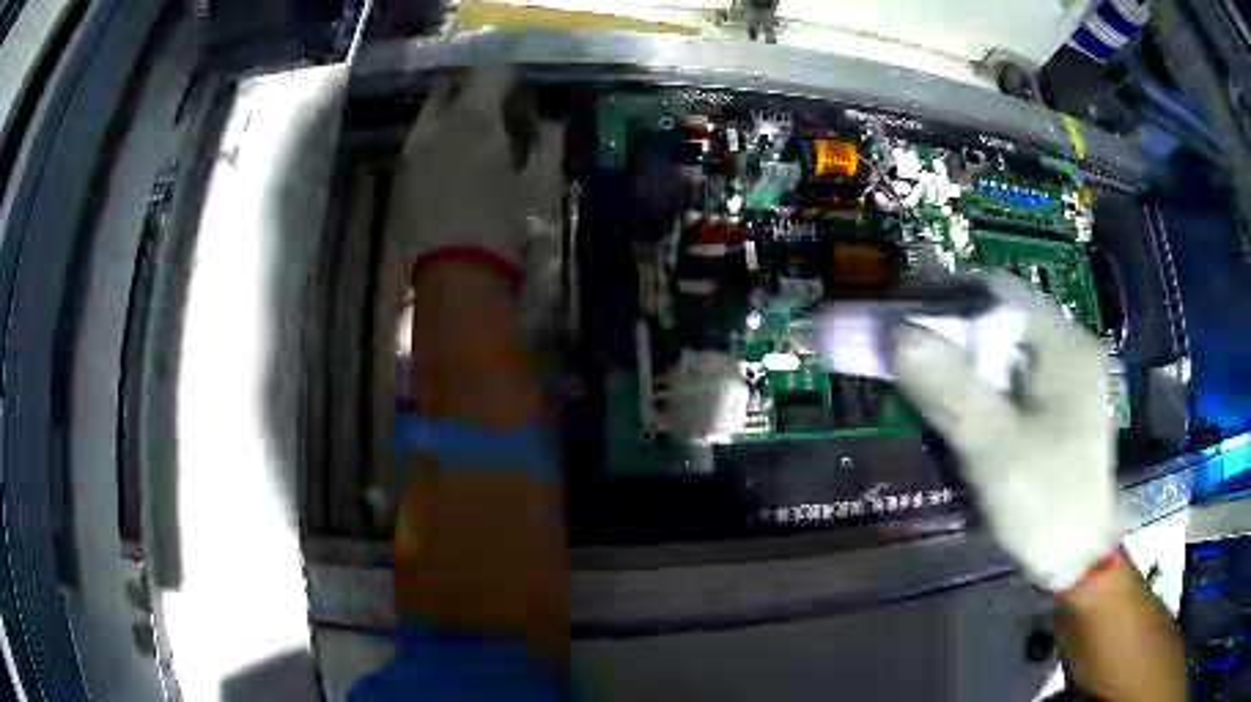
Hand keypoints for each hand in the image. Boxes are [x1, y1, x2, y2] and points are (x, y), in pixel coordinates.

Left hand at [387, 67, 539, 279]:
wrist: (457, 277)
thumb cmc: (502, 226)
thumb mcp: (530, 179)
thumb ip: (526, 141)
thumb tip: (524, 128)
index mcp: (473, 118)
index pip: (490, 73)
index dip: (508, 81)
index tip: (519, 99)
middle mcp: (434, 125)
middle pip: (450, 86)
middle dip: (472, 92)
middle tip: (493, 113)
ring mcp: (411, 151)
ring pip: (430, 116)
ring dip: (452, 118)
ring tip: (471, 143)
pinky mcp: (400, 177)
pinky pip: (419, 145)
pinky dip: (437, 144)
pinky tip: (451, 169)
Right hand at [892, 276, 1119, 590]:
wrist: (1078, 560)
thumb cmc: (1044, 501)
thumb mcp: (993, 446)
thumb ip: (949, 388)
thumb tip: (897, 333)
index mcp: (1064, 345)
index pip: (999, 292)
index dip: (949, 297)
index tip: (905, 317)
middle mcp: (1071, 351)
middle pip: (1004, 323)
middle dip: (956, 337)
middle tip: (912, 357)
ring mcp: (1070, 382)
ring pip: (1008, 355)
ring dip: (969, 365)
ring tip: (931, 386)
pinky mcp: (1063, 411)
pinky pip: (1016, 383)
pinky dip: (986, 389)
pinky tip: (967, 413)